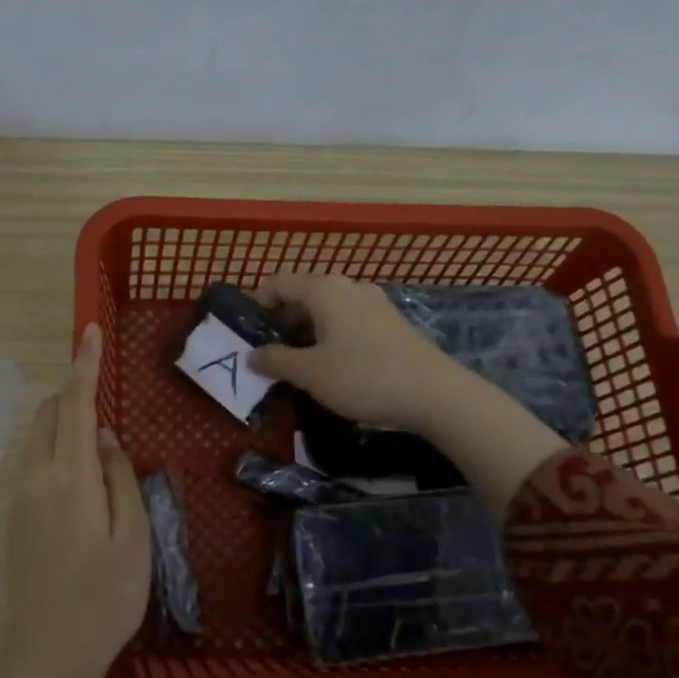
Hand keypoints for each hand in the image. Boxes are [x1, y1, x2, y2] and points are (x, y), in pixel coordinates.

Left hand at [3, 323, 150, 677]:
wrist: (48, 655)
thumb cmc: (105, 598)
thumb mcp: (134, 537)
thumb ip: (121, 479)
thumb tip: (106, 438)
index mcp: (70, 478)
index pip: (76, 406)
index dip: (84, 365)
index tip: (89, 331)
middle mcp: (36, 479)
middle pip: (47, 416)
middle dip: (72, 394)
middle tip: (105, 401)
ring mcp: (19, 500)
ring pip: (37, 440)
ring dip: (63, 424)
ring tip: (100, 444)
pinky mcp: (14, 520)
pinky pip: (34, 465)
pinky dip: (55, 451)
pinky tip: (83, 480)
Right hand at [249, 273, 565, 518]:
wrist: (435, 394)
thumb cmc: (363, 376)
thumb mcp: (310, 373)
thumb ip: (276, 361)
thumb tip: (253, 355)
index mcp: (325, 289)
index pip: (277, 283)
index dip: (256, 304)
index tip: (243, 333)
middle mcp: (348, 287)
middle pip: (302, 295)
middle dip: (279, 322)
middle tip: (264, 354)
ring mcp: (373, 304)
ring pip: (325, 311)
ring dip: (303, 333)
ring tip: (292, 365)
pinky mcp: (389, 324)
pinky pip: (346, 323)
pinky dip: (327, 338)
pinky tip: (327, 367)